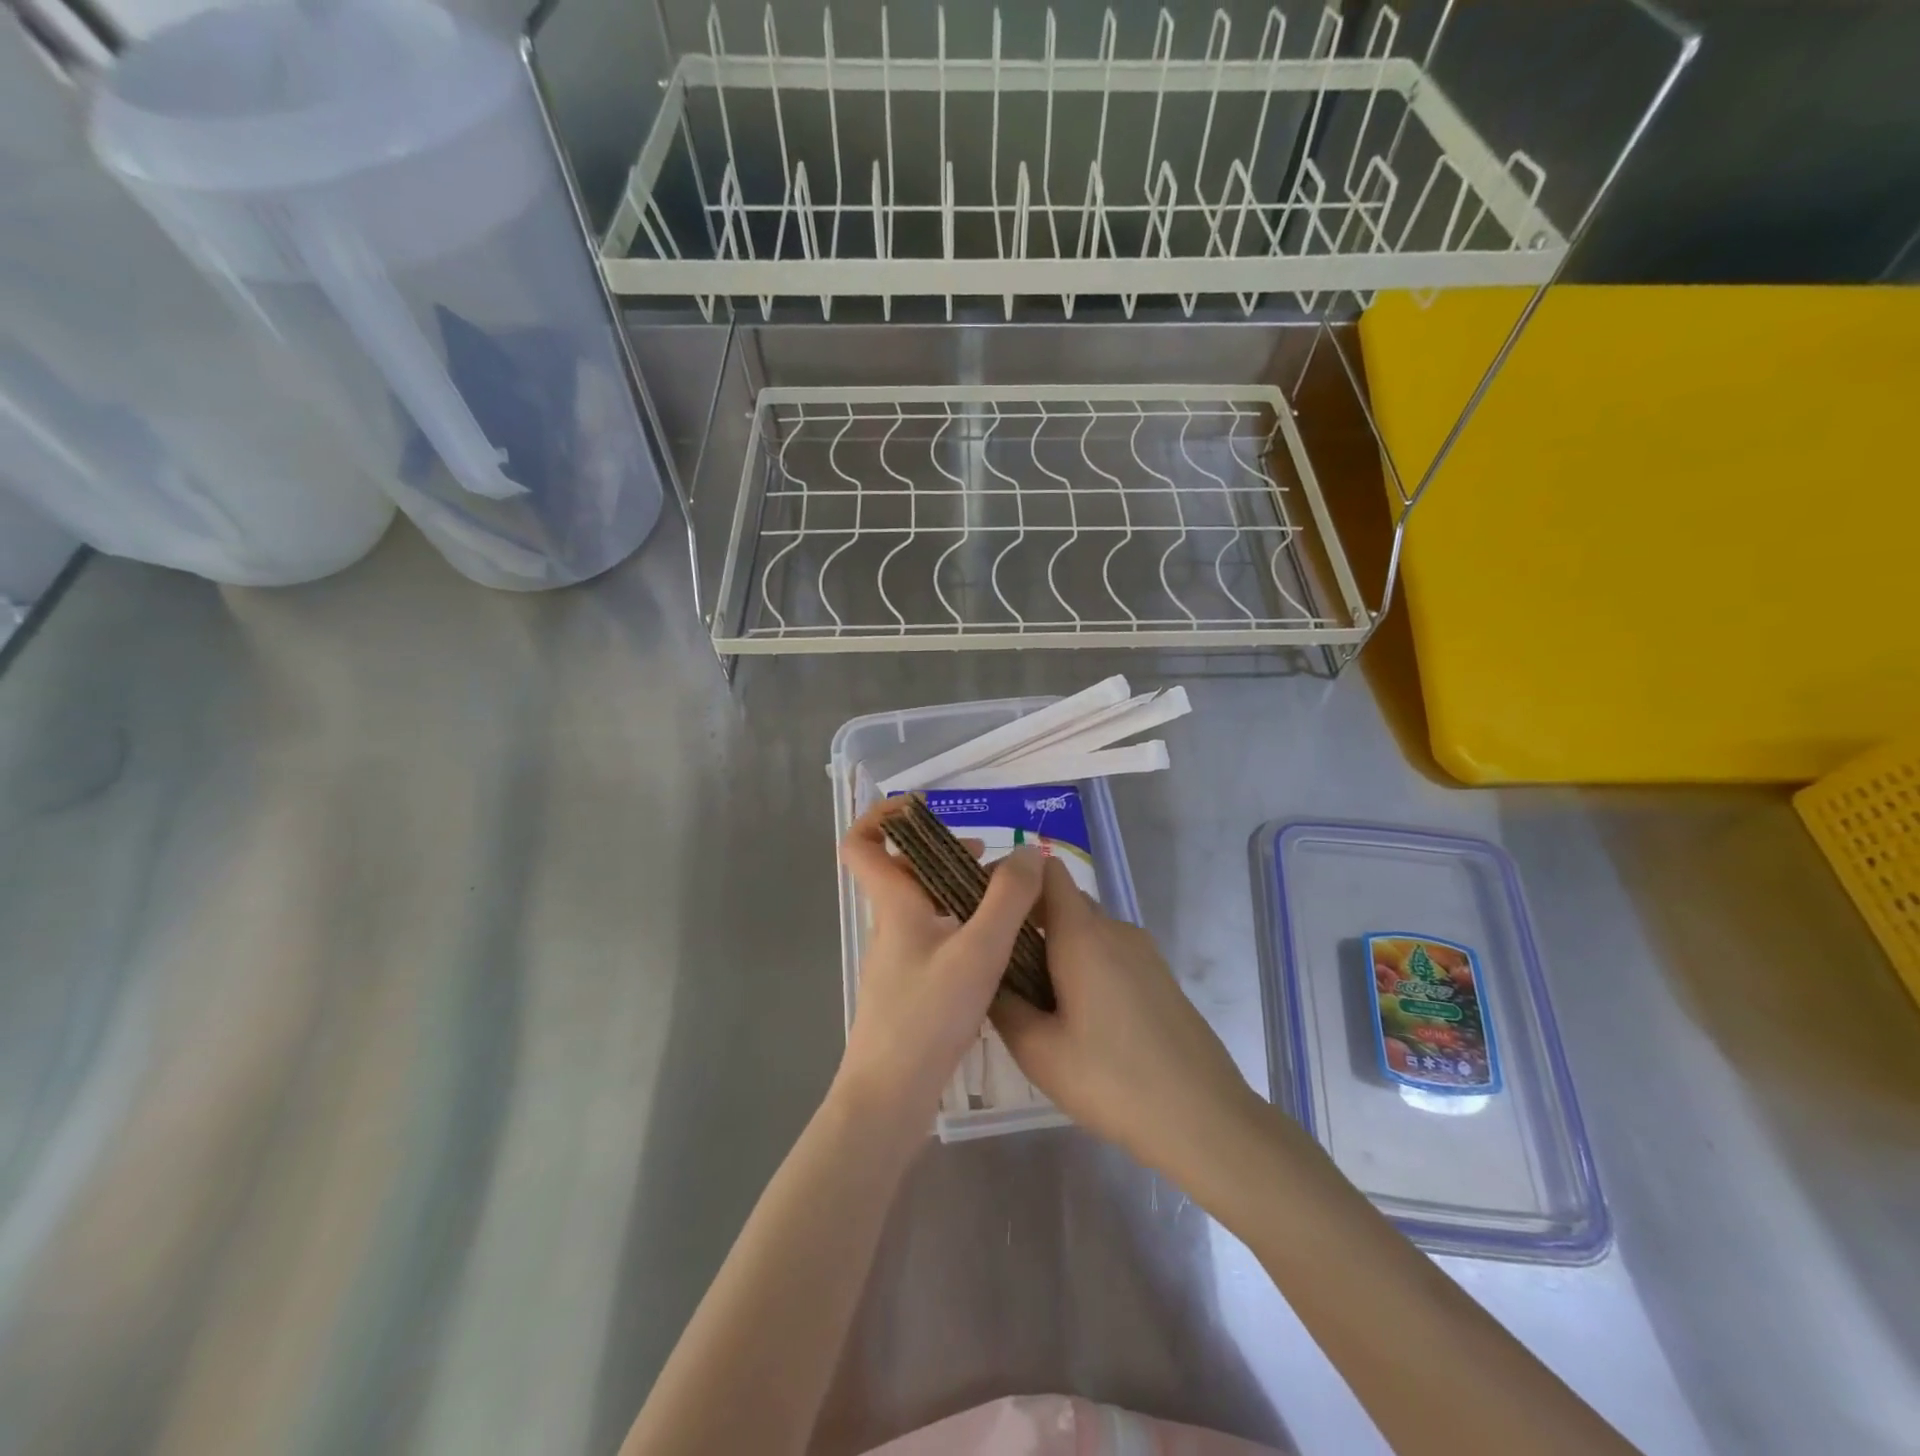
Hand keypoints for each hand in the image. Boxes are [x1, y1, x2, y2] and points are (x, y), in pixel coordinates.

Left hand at [837, 801, 1044, 1139]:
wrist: (890, 1097)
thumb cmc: (928, 1016)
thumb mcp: (979, 950)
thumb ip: (1008, 898)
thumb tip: (1029, 852)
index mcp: (893, 905)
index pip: (861, 844)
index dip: (881, 816)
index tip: (923, 808)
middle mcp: (889, 926)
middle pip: (902, 871)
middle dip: (941, 852)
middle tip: (986, 857)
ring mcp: (897, 959)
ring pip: (922, 906)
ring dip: (956, 890)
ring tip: (1003, 898)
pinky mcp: (910, 988)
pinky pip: (933, 937)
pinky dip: (960, 925)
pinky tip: (996, 947)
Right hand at [992, 858, 1263, 1183]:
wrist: (1205, 1118)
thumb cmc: (1112, 1080)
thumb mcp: (1038, 1051)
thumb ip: (1002, 1004)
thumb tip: (985, 977)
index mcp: (1082, 934)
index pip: (1045, 871)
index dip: (1013, 879)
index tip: (985, 910)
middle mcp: (1114, 929)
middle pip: (1064, 900)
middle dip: (1028, 921)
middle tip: (999, 965)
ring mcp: (1142, 951)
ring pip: (1087, 929)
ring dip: (1056, 948)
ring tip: (1033, 996)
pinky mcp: (1158, 975)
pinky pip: (1109, 951)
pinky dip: (1084, 965)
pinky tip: (1076, 1016)